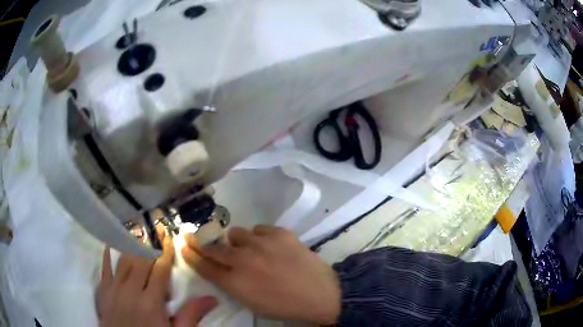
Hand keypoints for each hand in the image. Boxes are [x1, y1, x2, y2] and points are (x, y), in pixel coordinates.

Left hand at [97, 230, 216, 326]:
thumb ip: (191, 316)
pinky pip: (105, 268)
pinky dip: (108, 254)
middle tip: (156, 224)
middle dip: (150, 241)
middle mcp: (131, 290)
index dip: (165, 251)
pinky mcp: (103, 291)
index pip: (159, 269)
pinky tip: (111, 243)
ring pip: (123, 259)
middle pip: (141, 260)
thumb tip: (212, 298)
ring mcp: (114, 288)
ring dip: (131, 243)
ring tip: (138, 228)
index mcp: (151, 301)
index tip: (169, 234)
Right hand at [181, 225, 340, 324]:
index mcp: (235, 281)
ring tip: (250, 249)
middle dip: (205, 244)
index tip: (184, 245)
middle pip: (214, 247)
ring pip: (236, 233)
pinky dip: (260, 237)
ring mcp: (261, 243)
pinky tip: (270, 246)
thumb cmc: (284, 306)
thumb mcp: (251, 303)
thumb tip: (222, 268)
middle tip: (202, 240)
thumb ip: (231, 284)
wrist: (320, 294)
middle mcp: (242, 259)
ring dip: (238, 241)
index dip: (192, 255)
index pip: (204, 265)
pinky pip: (259, 229)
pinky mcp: (279, 233)